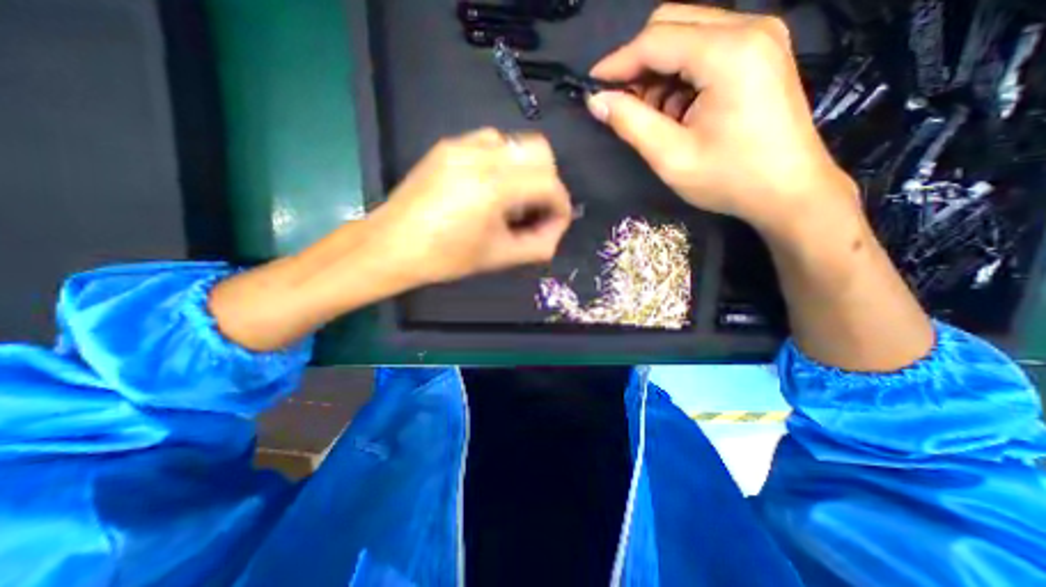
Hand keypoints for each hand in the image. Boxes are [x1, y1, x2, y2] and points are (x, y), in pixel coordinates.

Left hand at [366, 126, 569, 284]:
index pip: (549, 183)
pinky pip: (491, 142)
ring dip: (526, 170)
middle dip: (547, 182)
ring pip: (516, 143)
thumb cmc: (446, 258)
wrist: (392, 245)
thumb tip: (556, 229)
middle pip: (540, 151)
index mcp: (493, 187)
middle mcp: (481, 155)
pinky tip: (491, 188)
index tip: (556, 223)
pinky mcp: (448, 146)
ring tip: (511, 200)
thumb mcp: (499, 257)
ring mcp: (462, 145)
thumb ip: (539, 245)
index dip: (561, 205)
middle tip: (535, 210)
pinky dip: (504, 162)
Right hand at [588, 3, 857, 235]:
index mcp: (728, 53)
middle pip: (672, 23)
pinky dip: (680, 76)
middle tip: (623, 104)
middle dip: (639, 63)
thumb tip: (596, 101)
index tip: (592, 86)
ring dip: (659, 72)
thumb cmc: (728, 179)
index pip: (657, 39)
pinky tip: (678, 110)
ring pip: (687, 35)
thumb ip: (631, 122)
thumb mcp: (671, 156)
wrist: (788, 191)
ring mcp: (760, 37)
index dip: (618, 62)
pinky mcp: (760, 53)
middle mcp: (749, 28)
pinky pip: (706, 48)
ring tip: (654, 116)